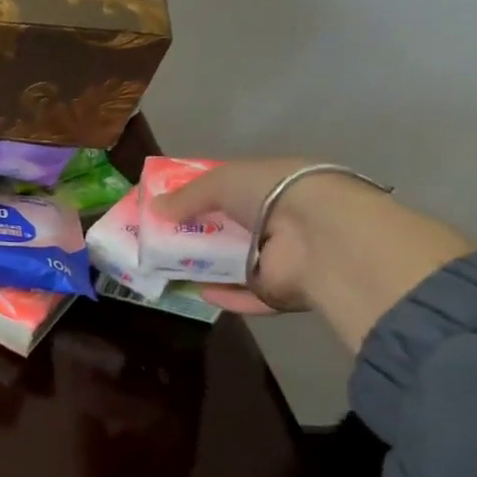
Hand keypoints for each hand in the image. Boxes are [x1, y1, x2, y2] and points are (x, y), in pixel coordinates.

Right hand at [147, 158, 474, 351]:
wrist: (322, 237)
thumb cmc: (274, 195)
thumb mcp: (222, 181)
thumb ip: (187, 196)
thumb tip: (153, 209)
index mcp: (274, 187)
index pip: (231, 192)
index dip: (196, 199)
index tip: (163, 208)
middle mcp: (280, 222)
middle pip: (228, 231)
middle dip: (194, 236)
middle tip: (156, 242)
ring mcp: (283, 259)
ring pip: (234, 265)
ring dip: (204, 268)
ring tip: (165, 268)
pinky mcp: (280, 292)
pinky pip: (245, 296)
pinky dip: (223, 295)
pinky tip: (196, 291)